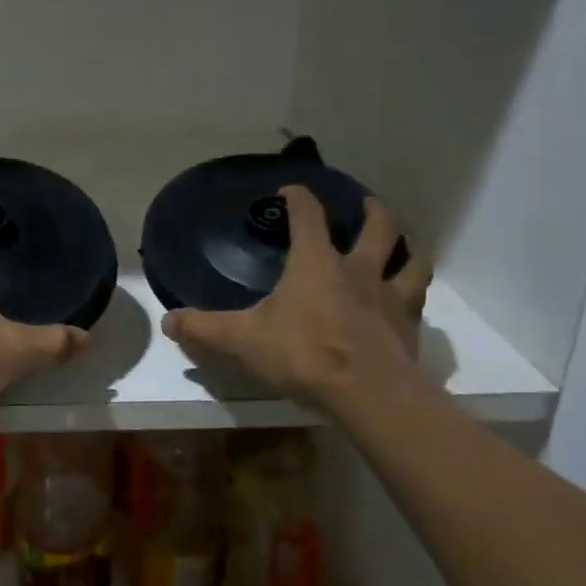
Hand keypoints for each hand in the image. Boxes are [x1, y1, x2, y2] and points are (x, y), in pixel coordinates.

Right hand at [161, 186, 430, 409]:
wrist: (369, 394)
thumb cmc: (303, 354)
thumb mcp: (243, 340)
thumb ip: (204, 329)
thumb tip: (168, 321)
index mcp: (316, 262)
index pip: (307, 215)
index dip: (298, 198)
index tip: (290, 191)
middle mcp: (358, 270)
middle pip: (377, 227)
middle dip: (371, 211)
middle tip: (366, 204)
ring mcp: (390, 298)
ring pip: (410, 260)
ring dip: (406, 248)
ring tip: (402, 246)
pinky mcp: (409, 328)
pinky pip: (417, 302)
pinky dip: (414, 294)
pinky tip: (408, 302)